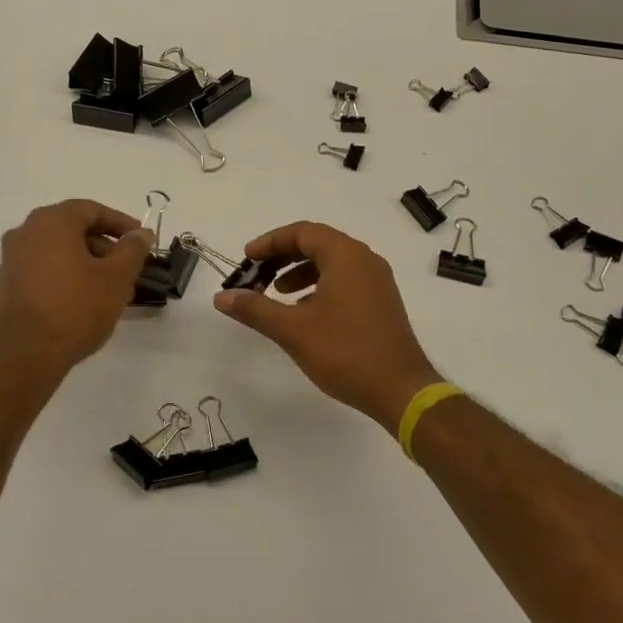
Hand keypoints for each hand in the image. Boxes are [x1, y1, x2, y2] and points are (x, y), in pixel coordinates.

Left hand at [0, 200, 152, 378]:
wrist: (26, 356)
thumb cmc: (76, 308)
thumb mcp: (117, 277)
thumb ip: (133, 249)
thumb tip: (141, 233)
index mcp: (51, 221)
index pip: (92, 210)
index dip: (121, 223)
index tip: (142, 241)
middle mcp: (26, 232)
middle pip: (74, 229)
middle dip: (105, 247)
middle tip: (129, 269)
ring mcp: (12, 259)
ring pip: (59, 251)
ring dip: (88, 263)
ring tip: (111, 290)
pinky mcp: (8, 286)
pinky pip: (45, 269)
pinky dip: (67, 276)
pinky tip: (85, 301)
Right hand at [214, 222, 442, 434]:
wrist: (401, 390)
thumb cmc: (345, 352)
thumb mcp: (293, 330)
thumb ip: (255, 309)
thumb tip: (222, 297)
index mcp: (346, 256)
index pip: (302, 232)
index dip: (270, 242)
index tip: (246, 259)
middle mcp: (365, 260)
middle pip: (317, 243)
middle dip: (282, 257)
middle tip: (256, 275)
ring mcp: (377, 281)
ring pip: (331, 263)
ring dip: (299, 271)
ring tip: (276, 294)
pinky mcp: (381, 302)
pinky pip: (345, 280)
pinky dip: (319, 286)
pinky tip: (304, 312)